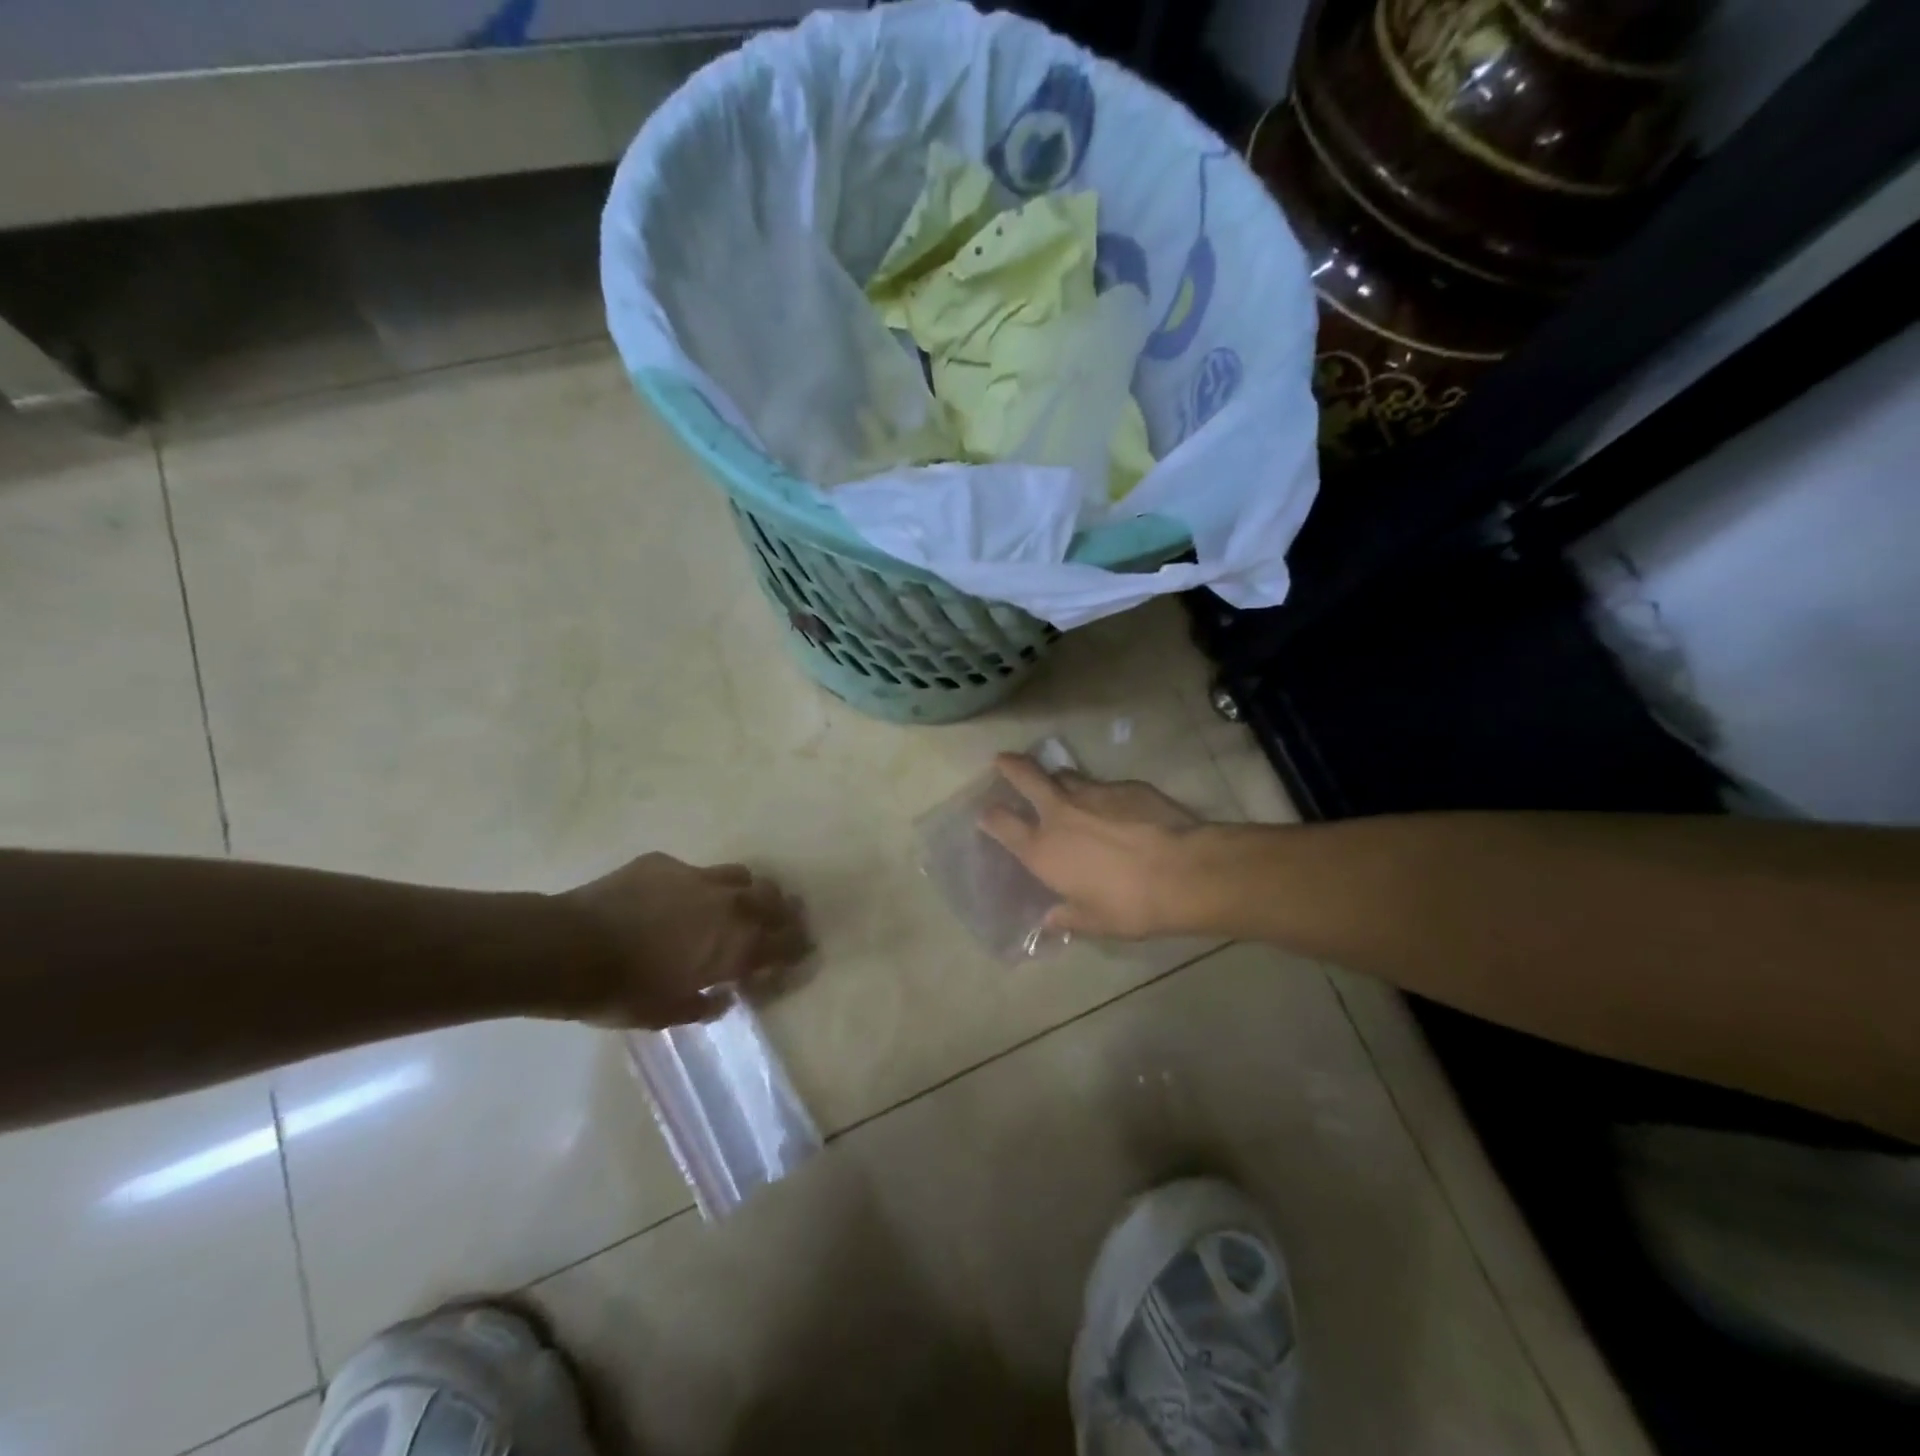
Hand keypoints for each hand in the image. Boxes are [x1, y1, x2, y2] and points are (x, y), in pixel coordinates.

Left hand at [561, 854, 809, 1026]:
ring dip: (747, 890)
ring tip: (738, 901)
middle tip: (782, 919)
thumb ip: (702, 1007)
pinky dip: (695, 887)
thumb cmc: (622, 992)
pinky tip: (675, 899)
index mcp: (734, 947)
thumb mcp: (665, 1014)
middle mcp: (728, 906)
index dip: (797, 947)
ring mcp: (697, 878)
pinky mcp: (665, 864)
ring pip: (740, 876)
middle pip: (773, 899)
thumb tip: (722, 1000)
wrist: (569, 948)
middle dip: (783, 910)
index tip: (804, 950)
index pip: (784, 943)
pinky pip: (692, 872)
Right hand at [979, 754, 1212, 938]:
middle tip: (1002, 759)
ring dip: (1058, 779)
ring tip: (1062, 786)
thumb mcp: (1094, 922)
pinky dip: (1101, 794)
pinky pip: (1103, 785)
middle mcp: (1059, 813)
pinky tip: (1116, 808)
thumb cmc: (1130, 906)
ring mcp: (1093, 793)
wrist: (1183, 872)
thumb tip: (1049, 922)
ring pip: (1065, 775)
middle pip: (1025, 776)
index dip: (990, 816)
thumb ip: (1067, 918)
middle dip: (1010, 765)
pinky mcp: (1125, 785)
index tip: (985, 813)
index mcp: (1043, 849)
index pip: (1001, 823)